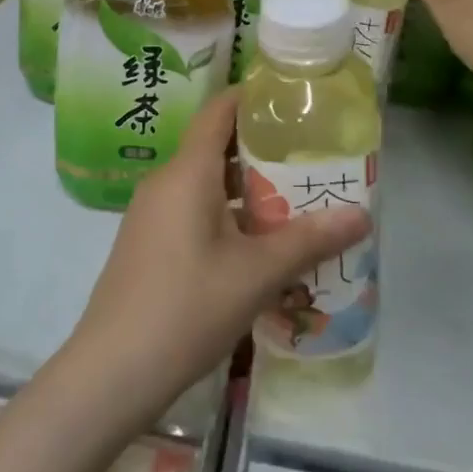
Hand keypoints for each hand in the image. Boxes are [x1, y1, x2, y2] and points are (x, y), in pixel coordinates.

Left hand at [61, 89, 370, 428]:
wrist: (110, 375)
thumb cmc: (186, 308)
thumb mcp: (256, 274)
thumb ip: (309, 240)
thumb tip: (362, 215)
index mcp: (188, 172)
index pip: (219, 111)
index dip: (252, 97)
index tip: (292, 98)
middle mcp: (166, 182)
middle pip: (216, 146)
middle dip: (262, 149)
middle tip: (310, 156)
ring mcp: (152, 214)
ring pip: (206, 183)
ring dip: (247, 188)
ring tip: (294, 200)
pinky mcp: (148, 243)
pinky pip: (193, 210)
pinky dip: (226, 213)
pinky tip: (257, 245)